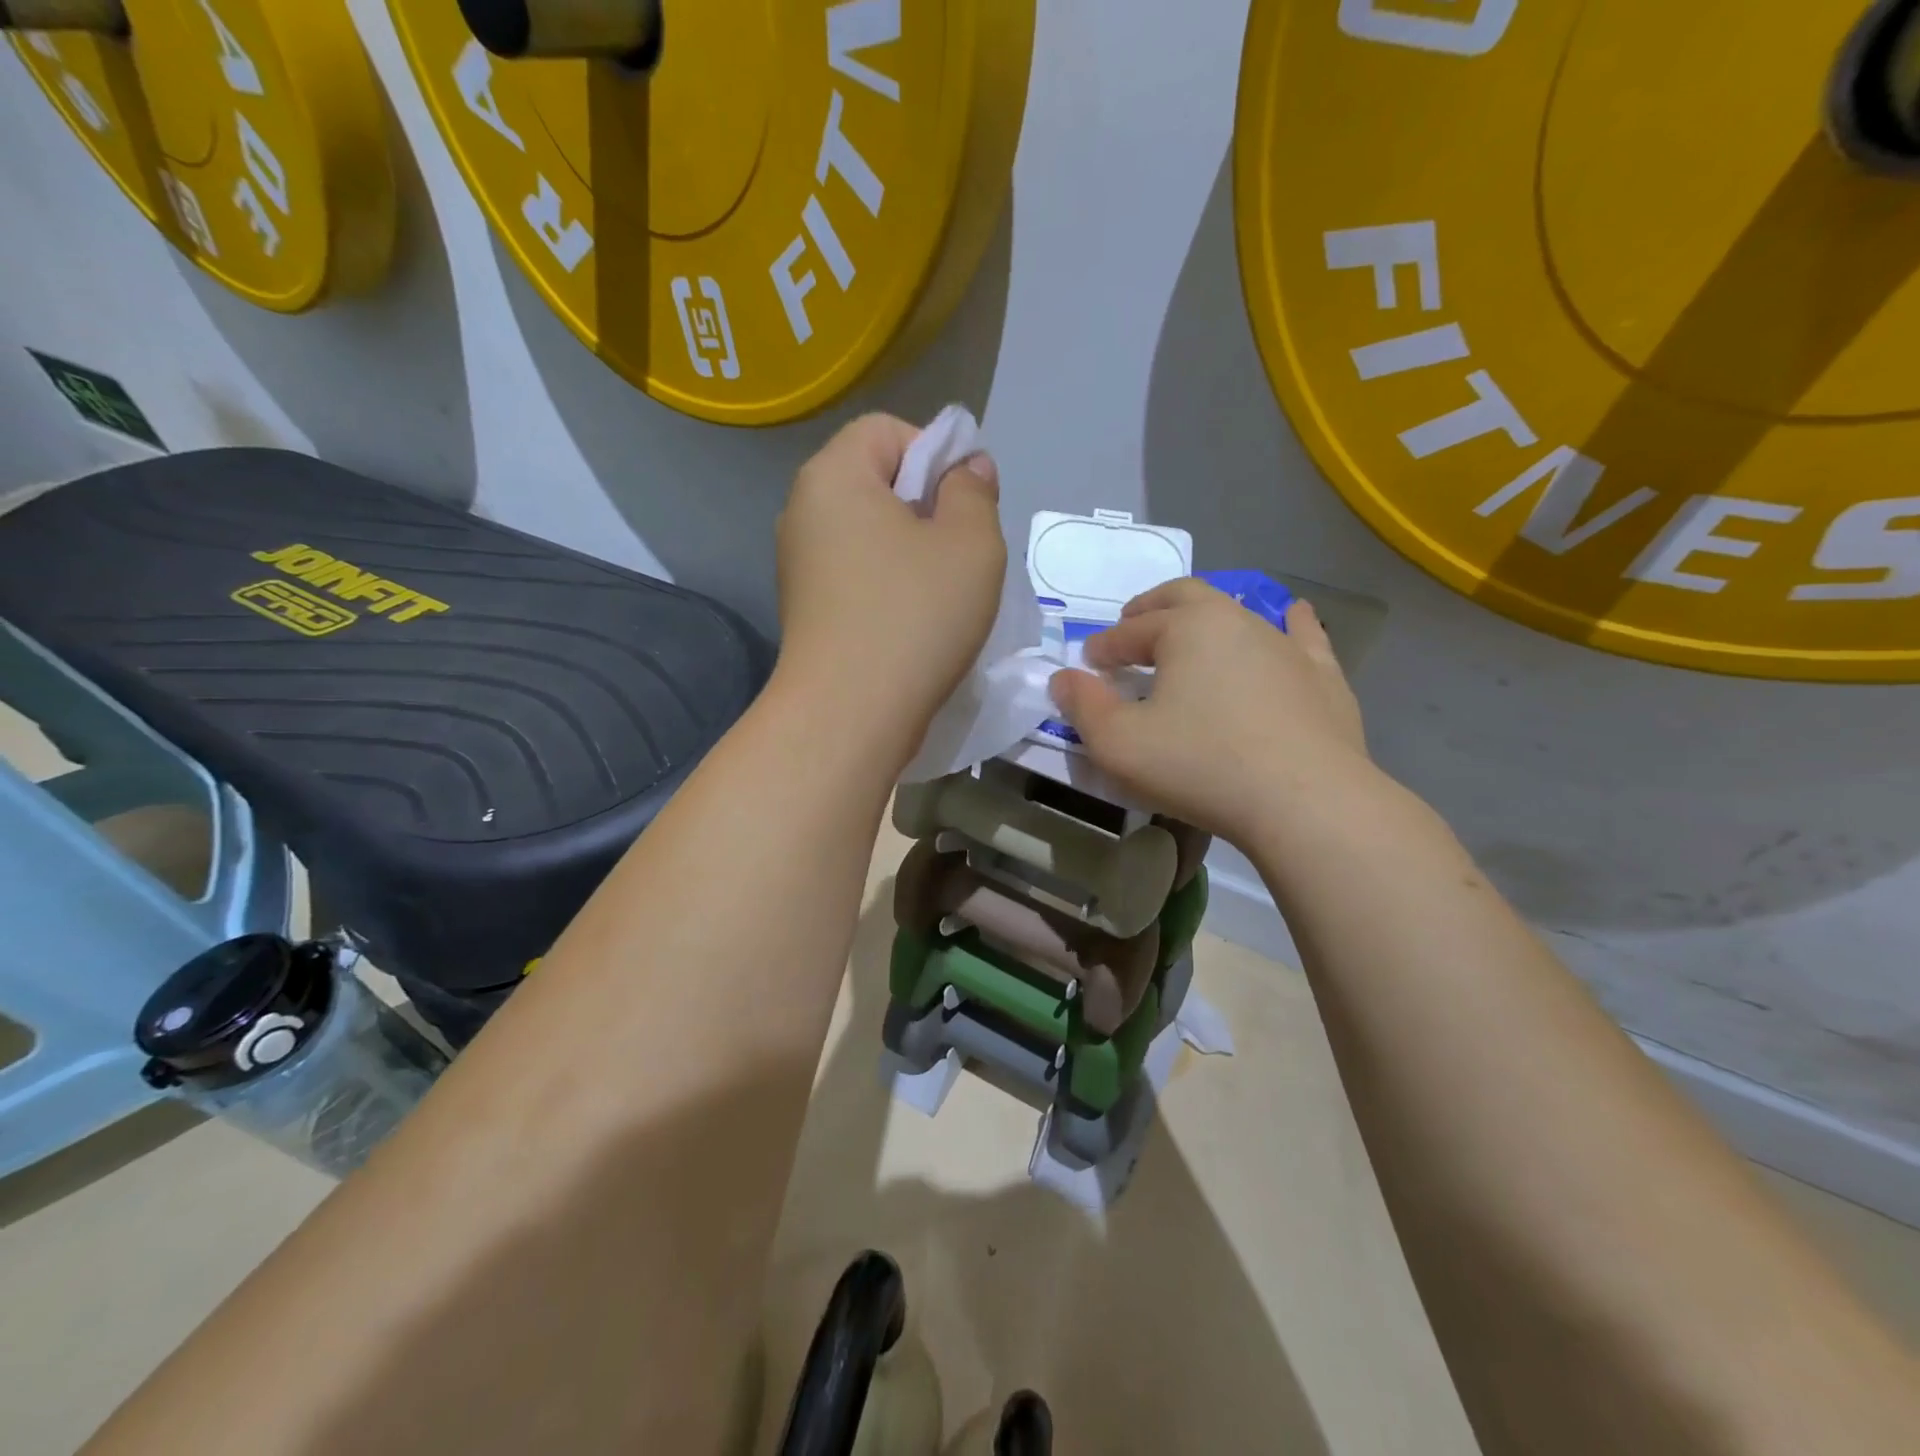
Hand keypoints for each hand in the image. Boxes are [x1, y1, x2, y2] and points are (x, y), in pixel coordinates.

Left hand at [775, 413, 1005, 765]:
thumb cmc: (915, 616)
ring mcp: (799, 564)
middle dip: (927, 506)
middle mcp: (803, 511)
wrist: (850, 714)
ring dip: (912, 551)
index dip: (936, 454)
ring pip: (869, 533)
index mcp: (833, 475)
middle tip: (961, 552)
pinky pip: (857, 573)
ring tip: (942, 593)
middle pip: (875, 481)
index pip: (887, 430)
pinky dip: (889, 584)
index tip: (964, 505)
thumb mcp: (971, 543)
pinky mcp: (806, 609)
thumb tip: (965, 469)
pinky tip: (913, 622)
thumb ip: (973, 491)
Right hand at [1047, 578, 1373, 844]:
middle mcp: (1237, 620)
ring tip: (1193, 635)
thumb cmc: (1200, 765)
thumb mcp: (1118, 743)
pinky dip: (1289, 625)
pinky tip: (1292, 617)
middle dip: (1151, 609)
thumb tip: (1063, 678)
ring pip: (1239, 614)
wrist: (1306, 802)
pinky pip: (1303, 637)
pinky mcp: (1322, 676)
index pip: (1131, 630)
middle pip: (1184, 597)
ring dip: (1207, 620)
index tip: (1088, 664)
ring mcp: (1286, 645)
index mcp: (1186, 627)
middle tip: (1132, 625)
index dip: (1104, 646)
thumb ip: (1082, 706)